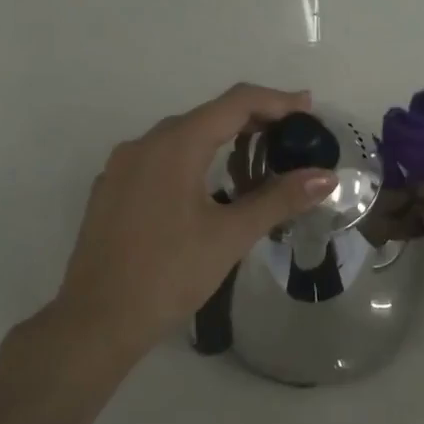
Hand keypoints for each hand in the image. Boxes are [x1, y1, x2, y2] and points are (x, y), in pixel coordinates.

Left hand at [44, 84, 336, 369]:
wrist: (96, 322)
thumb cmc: (169, 274)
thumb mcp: (231, 235)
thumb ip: (279, 199)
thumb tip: (327, 177)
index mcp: (175, 145)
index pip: (235, 103)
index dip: (277, 101)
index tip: (309, 108)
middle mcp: (144, 144)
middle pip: (208, 115)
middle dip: (253, 121)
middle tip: (292, 138)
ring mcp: (122, 167)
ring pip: (182, 137)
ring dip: (222, 141)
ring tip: (258, 163)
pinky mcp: (111, 191)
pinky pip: (160, 159)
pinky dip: (194, 160)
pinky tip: (210, 188)